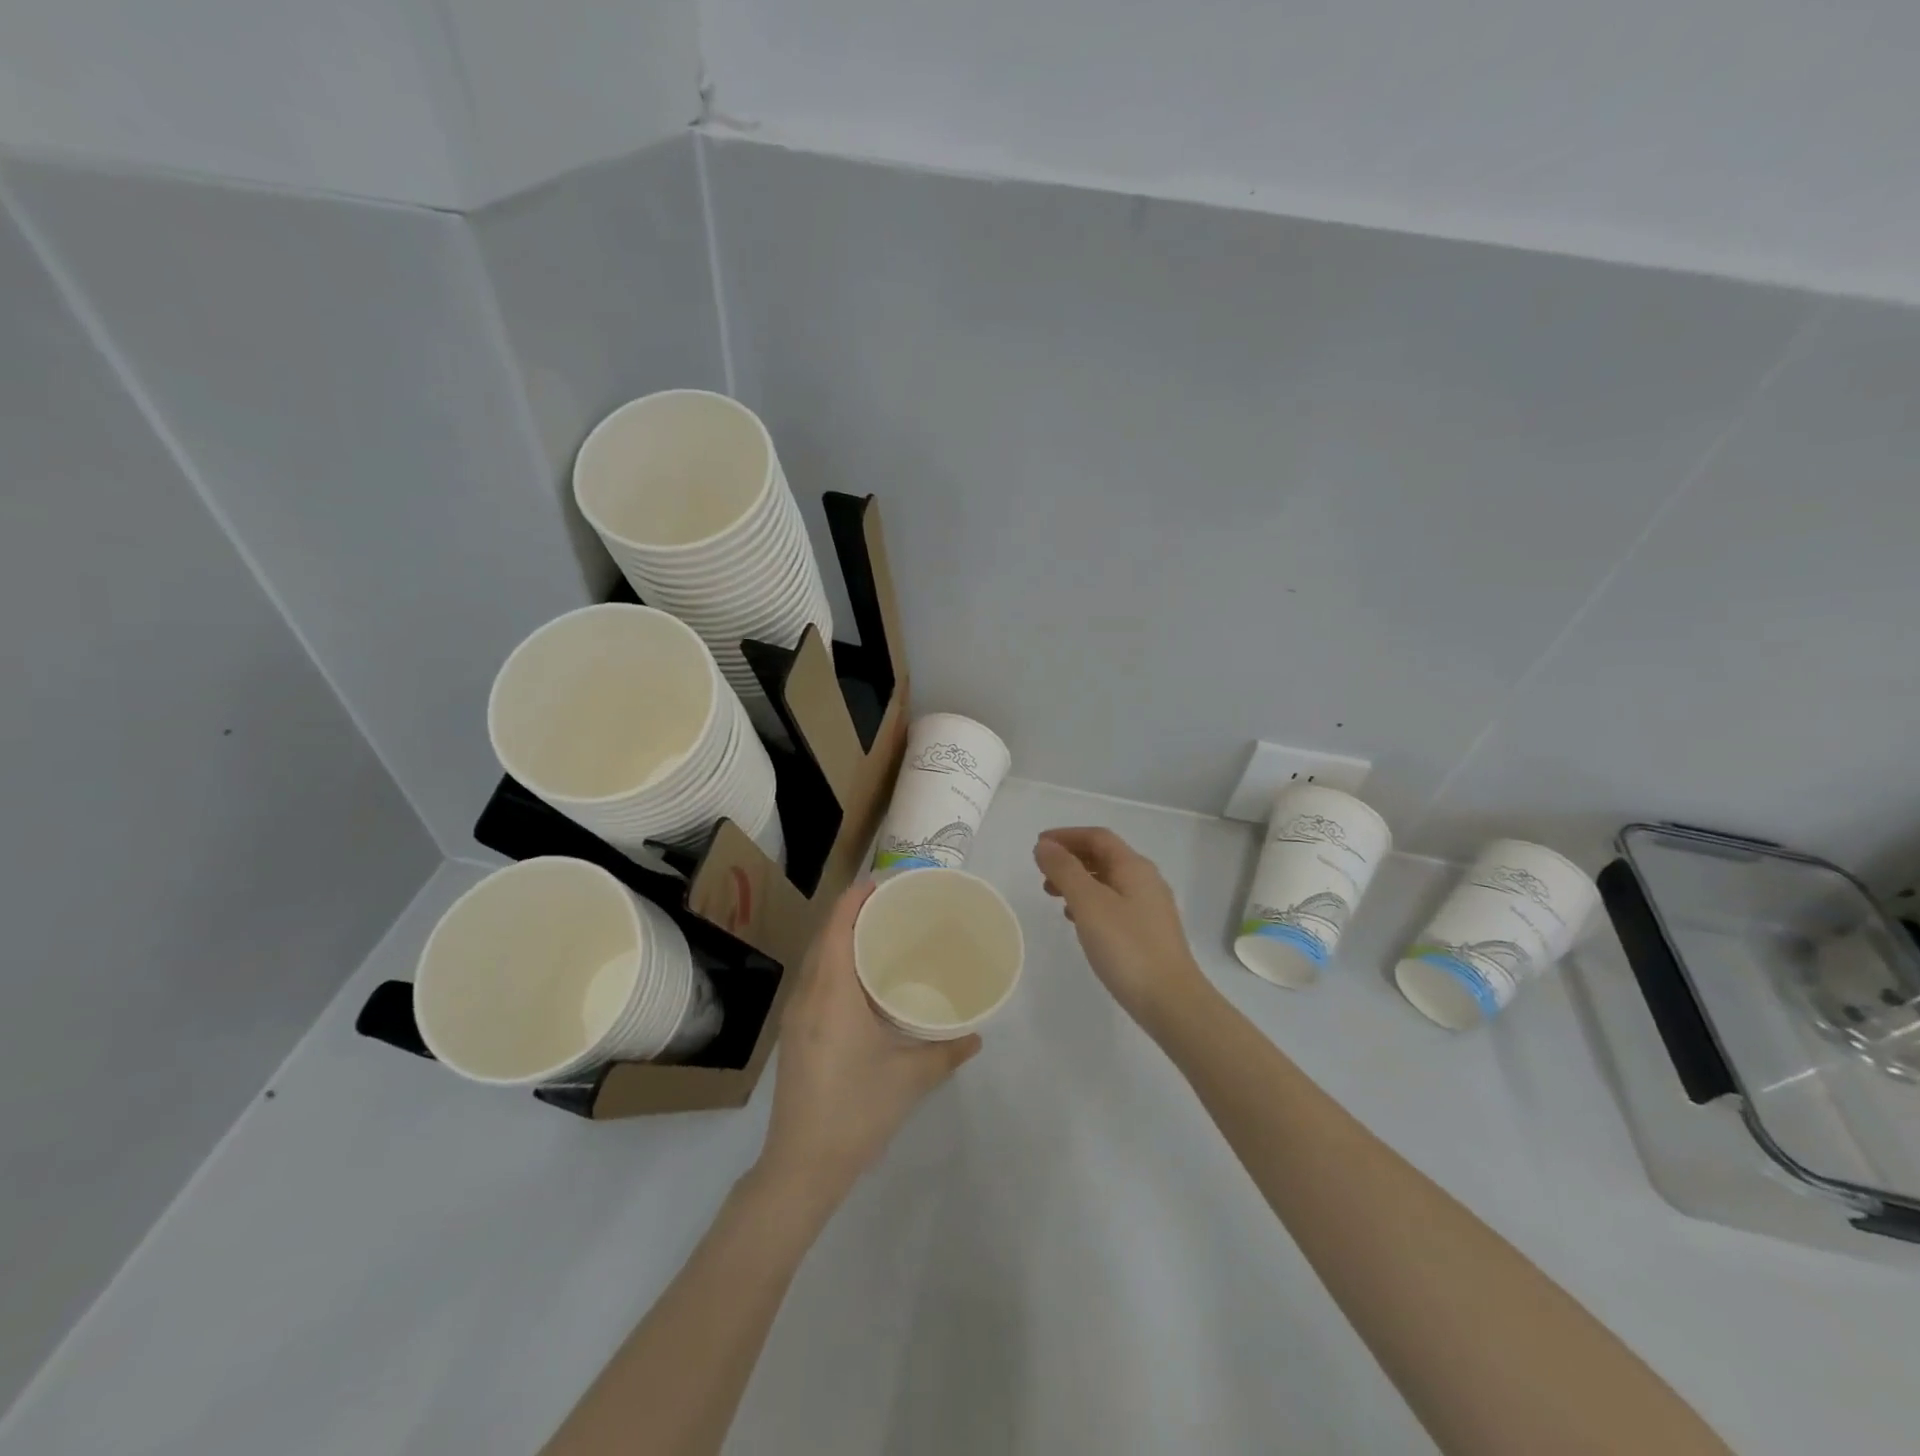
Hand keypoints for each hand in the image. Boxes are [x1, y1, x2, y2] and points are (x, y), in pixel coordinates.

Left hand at [758, 881, 980, 1205]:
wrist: (802, 1165)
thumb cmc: (858, 1110)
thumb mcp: (911, 1078)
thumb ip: (947, 1051)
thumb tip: (976, 1035)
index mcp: (832, 992)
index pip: (838, 926)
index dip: (857, 897)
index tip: (885, 882)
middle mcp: (808, 995)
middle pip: (826, 936)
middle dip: (854, 912)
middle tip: (893, 905)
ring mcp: (796, 1016)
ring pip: (817, 958)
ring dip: (842, 937)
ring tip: (880, 934)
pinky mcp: (795, 1034)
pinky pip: (814, 980)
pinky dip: (835, 963)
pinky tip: (860, 979)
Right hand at [1034, 827, 1209, 1031]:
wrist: (1171, 1001)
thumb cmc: (1127, 947)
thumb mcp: (1089, 904)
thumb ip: (1065, 871)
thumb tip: (1045, 846)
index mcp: (1134, 867)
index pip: (1098, 837)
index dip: (1067, 836)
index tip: (1039, 846)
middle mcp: (1146, 881)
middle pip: (1104, 857)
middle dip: (1071, 859)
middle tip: (1042, 873)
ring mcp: (1150, 908)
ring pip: (1108, 882)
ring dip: (1079, 882)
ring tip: (1053, 896)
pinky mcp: (1149, 932)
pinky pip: (1114, 904)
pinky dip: (1091, 903)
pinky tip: (1078, 921)